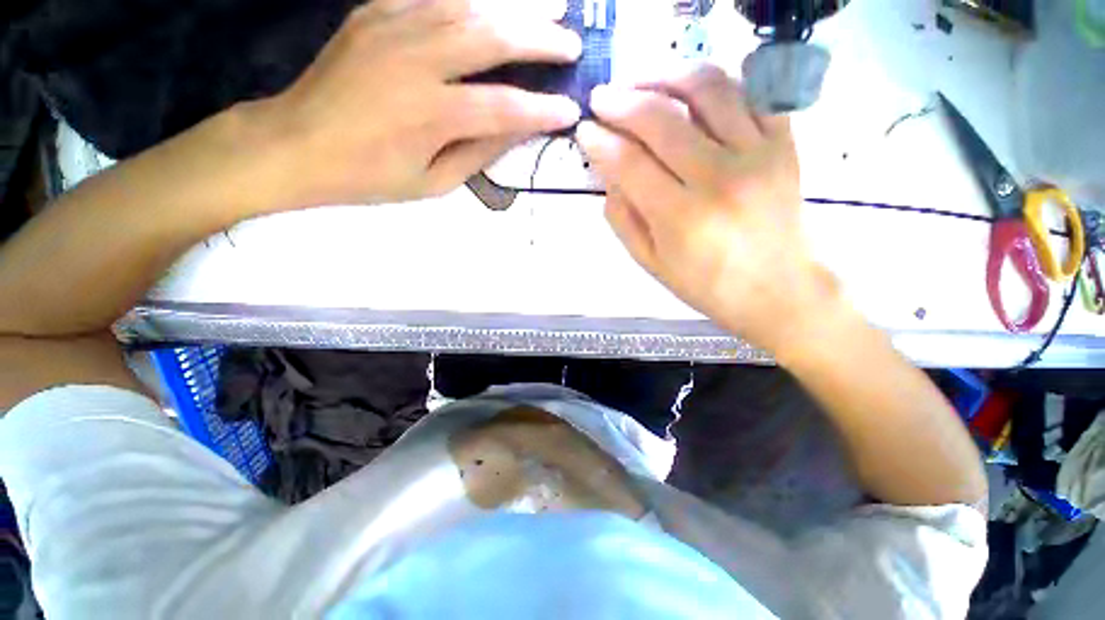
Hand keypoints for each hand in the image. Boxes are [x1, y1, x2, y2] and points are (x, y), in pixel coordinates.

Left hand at [256, 0, 581, 206]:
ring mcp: (392, 25)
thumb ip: (477, 153)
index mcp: (430, 114)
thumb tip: (517, 130)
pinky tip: (493, 2)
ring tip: (551, 6)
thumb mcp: (432, 183)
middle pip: (491, 38)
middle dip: (539, 39)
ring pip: (468, 4)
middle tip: (572, 42)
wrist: (296, 143)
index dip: (541, 109)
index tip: (570, 110)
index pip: (503, 108)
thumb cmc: (369, 176)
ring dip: (514, 5)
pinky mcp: (376, 11)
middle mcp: (415, 60)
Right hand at [576, 65, 838, 353]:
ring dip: (664, 76)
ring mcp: (757, 154)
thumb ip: (623, 217)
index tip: (584, 131)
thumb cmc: (707, 285)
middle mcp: (718, 178)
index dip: (600, 141)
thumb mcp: (651, 263)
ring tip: (640, 82)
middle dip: (621, 102)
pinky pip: (752, 91)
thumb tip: (607, 172)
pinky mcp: (784, 144)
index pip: (629, 163)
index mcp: (681, 218)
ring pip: (706, 89)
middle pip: (661, 119)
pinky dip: (717, 80)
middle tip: (601, 99)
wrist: (779, 289)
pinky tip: (690, 88)